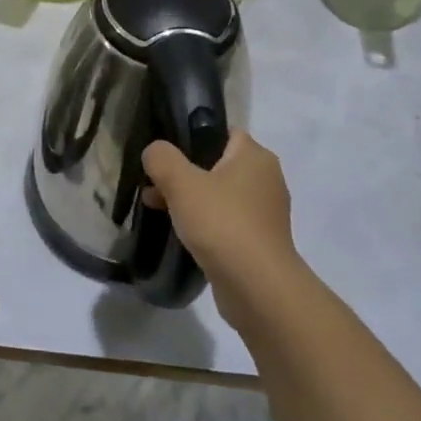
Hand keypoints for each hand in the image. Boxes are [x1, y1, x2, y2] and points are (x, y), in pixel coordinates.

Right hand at [142, 132, 296, 291]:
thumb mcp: (181, 183)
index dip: (192, 137)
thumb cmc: (222, 223)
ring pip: (220, 195)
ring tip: (158, 209)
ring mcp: (265, 213)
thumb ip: (162, 158)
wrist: (258, 288)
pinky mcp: (260, 242)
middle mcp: (266, 179)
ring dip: (191, 200)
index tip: (165, 153)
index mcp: (255, 156)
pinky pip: (226, 222)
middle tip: (154, 184)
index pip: (222, 132)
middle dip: (184, 173)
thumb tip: (154, 151)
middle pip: (217, 164)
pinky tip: (182, 234)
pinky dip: (205, 224)